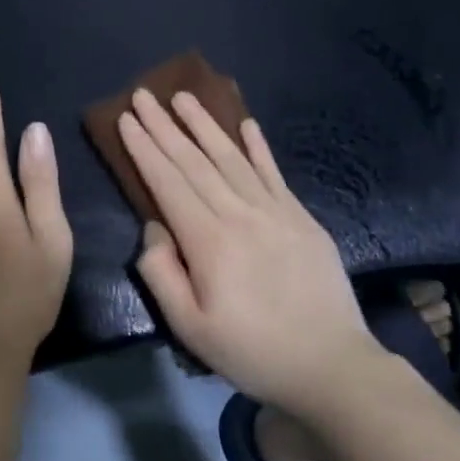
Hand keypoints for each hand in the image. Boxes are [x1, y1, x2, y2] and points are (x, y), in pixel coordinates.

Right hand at [119, 88, 379, 416]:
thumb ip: (162, 274)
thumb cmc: (253, 352)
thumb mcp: (191, 328)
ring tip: (184, 96)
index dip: (145, 148)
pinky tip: (246, 124)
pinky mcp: (301, 217)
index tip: (126, 119)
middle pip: (194, 161)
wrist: (332, 365)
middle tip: (144, 95)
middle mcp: (239, 213)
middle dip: (165, 126)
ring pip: (231, 157)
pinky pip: (273, 172)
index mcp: (209, 241)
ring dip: (205, 124)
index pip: (168, 182)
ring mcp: (274, 210)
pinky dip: (258, 146)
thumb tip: (154, 227)